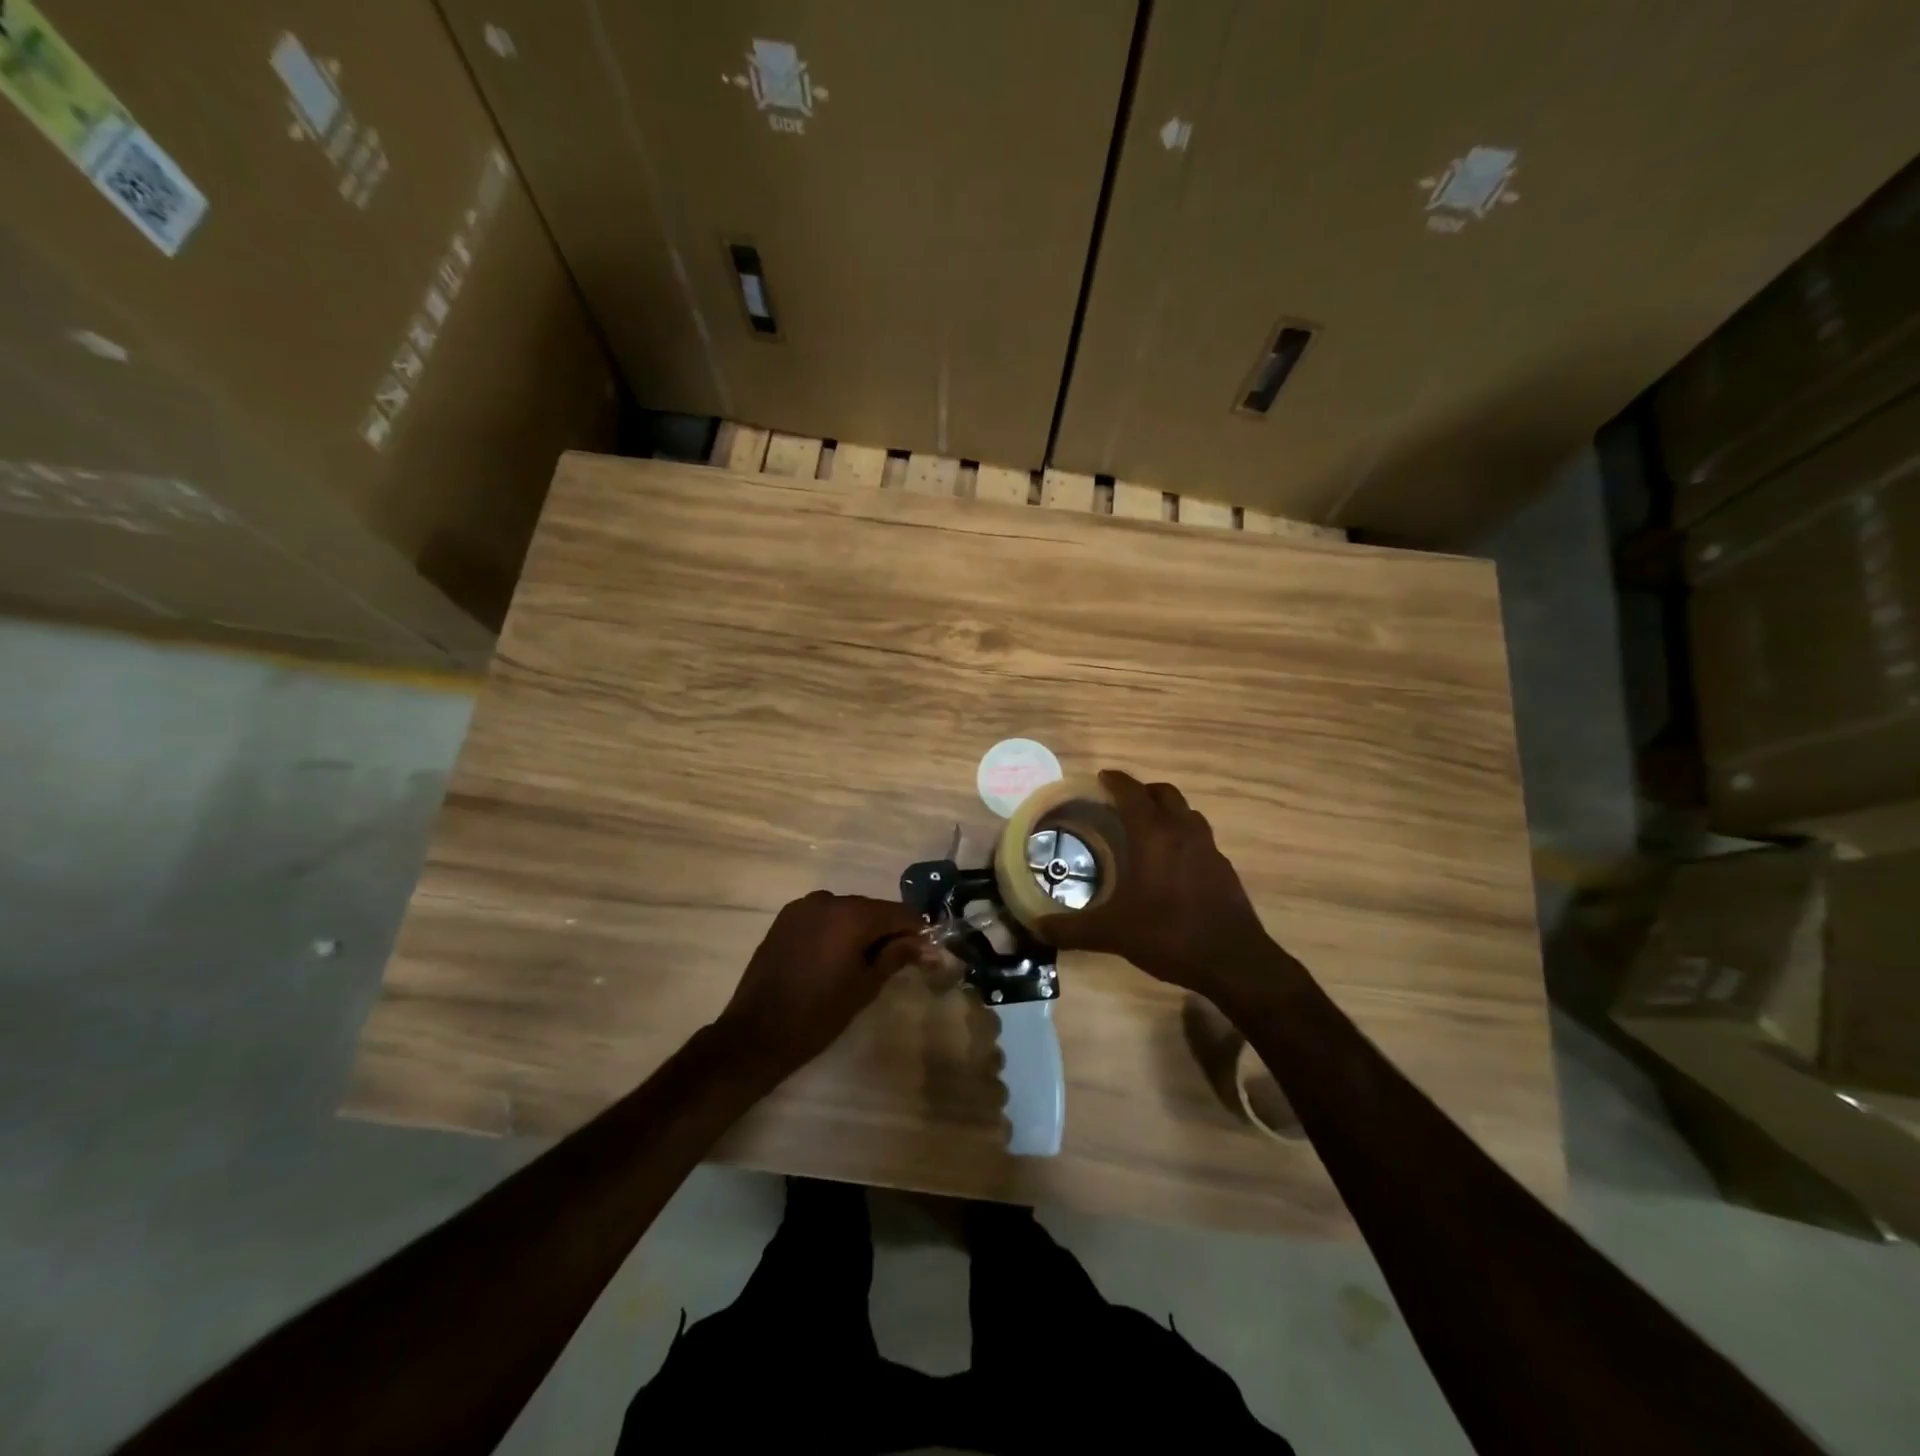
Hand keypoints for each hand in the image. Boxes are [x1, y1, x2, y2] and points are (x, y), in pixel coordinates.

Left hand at [715, 891, 927, 1082]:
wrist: (757, 1032)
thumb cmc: (819, 1013)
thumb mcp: (865, 986)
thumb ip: (896, 956)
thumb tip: (923, 944)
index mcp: (852, 915)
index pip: (898, 913)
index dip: (916, 929)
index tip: (926, 949)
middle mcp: (828, 900)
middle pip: (871, 909)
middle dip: (888, 929)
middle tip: (900, 957)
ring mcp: (803, 907)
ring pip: (846, 911)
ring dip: (861, 928)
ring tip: (866, 959)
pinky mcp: (785, 918)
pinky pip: (823, 916)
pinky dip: (836, 929)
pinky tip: (836, 955)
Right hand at [1038, 770, 1274, 998]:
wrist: (1234, 961)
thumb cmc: (1169, 935)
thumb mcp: (1112, 933)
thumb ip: (1072, 929)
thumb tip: (1037, 928)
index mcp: (1153, 835)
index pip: (1132, 793)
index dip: (1116, 781)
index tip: (1102, 778)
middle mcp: (1183, 832)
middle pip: (1164, 794)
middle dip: (1142, 792)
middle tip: (1121, 803)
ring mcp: (1209, 849)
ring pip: (1187, 813)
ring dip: (1166, 811)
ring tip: (1146, 828)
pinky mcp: (1224, 869)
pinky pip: (1200, 838)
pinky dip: (1183, 837)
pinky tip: (1172, 864)